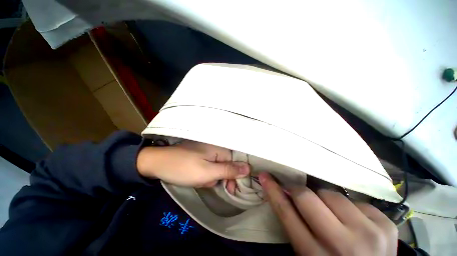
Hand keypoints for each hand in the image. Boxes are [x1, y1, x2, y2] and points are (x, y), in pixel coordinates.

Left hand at [137, 140, 249, 186]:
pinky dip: (205, 173)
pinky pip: (210, 165)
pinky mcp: (202, 154)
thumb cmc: (184, 168)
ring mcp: (208, 150)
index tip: (229, 189)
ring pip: (218, 167)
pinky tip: (195, 175)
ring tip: (198, 178)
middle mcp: (217, 147)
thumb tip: (248, 168)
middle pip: (227, 165)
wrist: (158, 163)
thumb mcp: (208, 172)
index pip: (236, 162)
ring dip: (210, 176)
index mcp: (220, 148)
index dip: (234, 176)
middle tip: (206, 181)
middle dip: (219, 176)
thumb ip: (229, 170)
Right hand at [259, 172, 397, 255]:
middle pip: (306, 197)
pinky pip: (357, 201)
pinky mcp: (387, 226)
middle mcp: (342, 245)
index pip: (286, 212)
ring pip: (332, 194)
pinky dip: (349, 207)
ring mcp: (369, 234)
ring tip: (332, 214)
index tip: (265, 176)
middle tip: (298, 193)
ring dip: (325, 199)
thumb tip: (283, 194)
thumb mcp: (308, 254)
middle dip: (298, 191)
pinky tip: (354, 221)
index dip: (273, 190)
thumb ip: (296, 225)